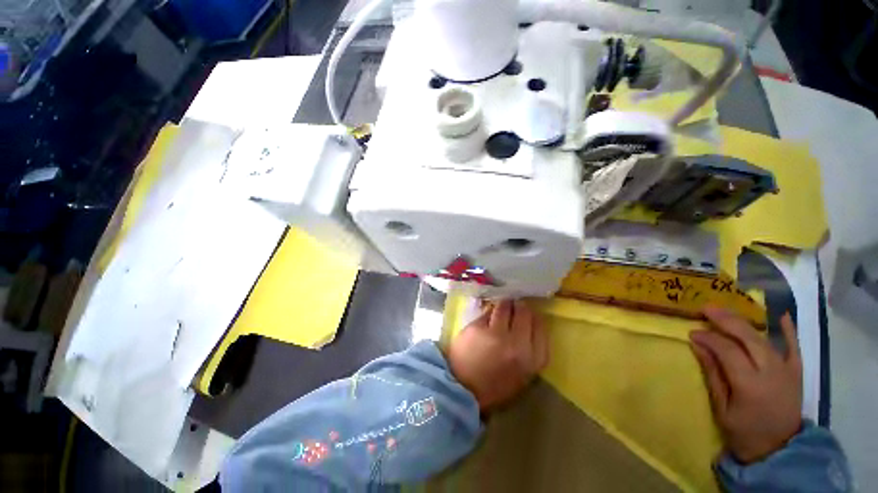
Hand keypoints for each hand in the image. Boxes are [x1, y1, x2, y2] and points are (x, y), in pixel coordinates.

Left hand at [447, 300, 548, 411]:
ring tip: (503, 305)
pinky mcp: (478, 327)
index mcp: (532, 360)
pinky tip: (489, 314)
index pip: (541, 328)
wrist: (464, 389)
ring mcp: (496, 334)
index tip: (529, 316)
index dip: (534, 318)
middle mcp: (517, 345)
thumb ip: (530, 351)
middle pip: (524, 314)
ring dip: (505, 304)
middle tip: (516, 306)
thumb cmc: (495, 385)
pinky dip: (490, 311)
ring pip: (505, 307)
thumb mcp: (522, 375)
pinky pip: (488, 311)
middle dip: (521, 307)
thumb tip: (530, 325)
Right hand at [690, 306, 802, 463]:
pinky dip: (788, 331)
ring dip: (744, 322)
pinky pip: (794, 348)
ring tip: (725, 311)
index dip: (709, 338)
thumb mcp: (722, 408)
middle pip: (748, 338)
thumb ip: (713, 375)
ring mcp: (787, 371)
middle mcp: (771, 372)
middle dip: (726, 320)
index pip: (727, 351)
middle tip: (706, 309)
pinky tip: (781, 315)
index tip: (692, 332)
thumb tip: (698, 346)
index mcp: (750, 384)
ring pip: (764, 339)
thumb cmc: (744, 432)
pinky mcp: (796, 372)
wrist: (780, 450)